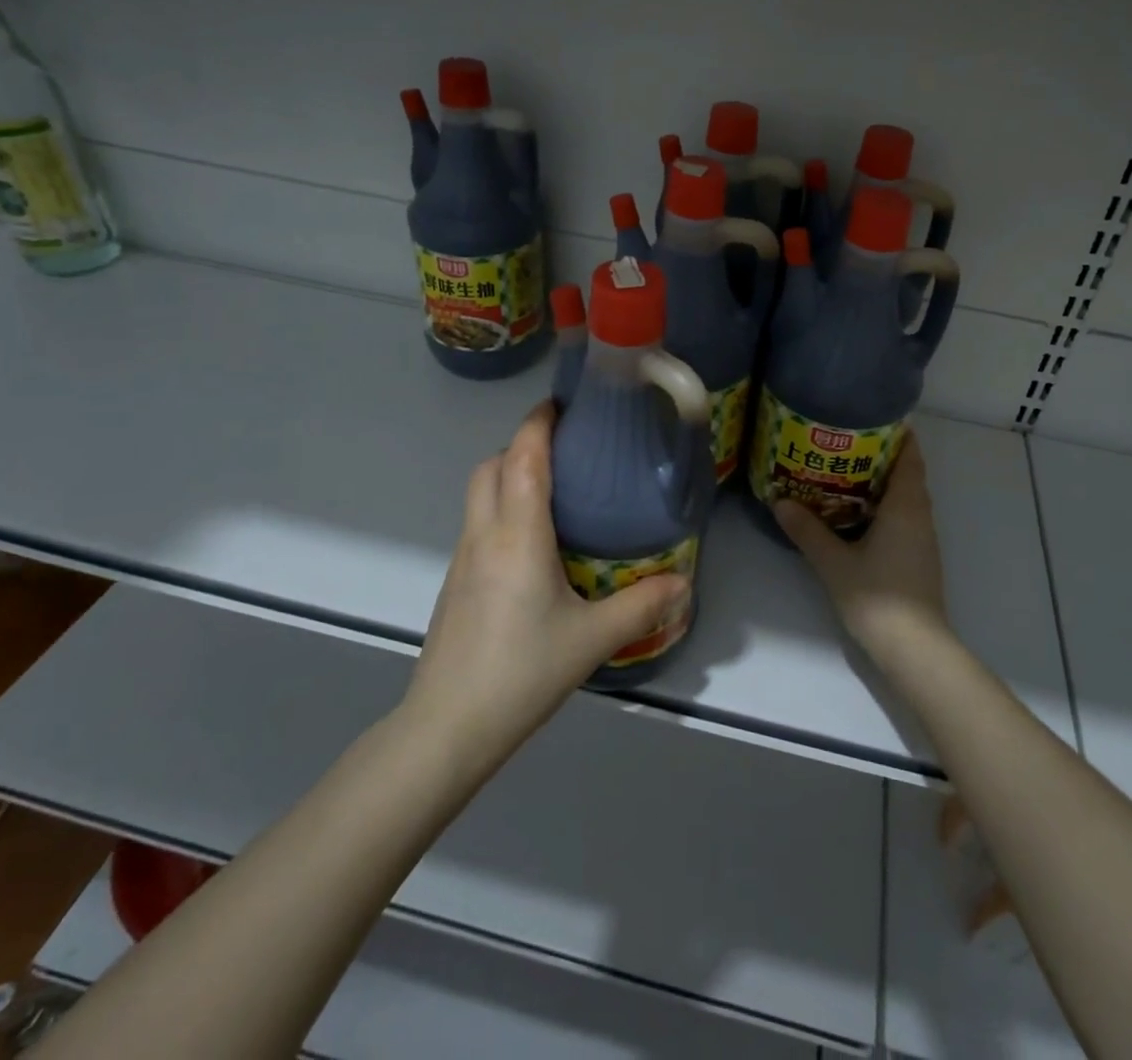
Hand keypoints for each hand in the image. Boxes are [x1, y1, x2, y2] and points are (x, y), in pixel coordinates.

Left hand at [406, 402, 687, 764]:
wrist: (447, 728)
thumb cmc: (521, 673)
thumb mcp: (592, 640)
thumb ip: (641, 606)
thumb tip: (684, 583)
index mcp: (517, 536)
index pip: (522, 457)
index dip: (538, 423)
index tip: (562, 404)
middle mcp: (484, 535)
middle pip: (491, 466)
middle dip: (522, 445)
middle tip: (566, 452)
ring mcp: (462, 559)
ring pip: (479, 494)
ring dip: (508, 475)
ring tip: (554, 491)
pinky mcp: (455, 583)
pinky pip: (477, 524)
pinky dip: (501, 509)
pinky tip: (533, 545)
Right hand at [774, 436, 950, 671]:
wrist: (914, 649)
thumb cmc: (877, 597)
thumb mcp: (834, 561)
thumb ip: (808, 530)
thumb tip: (780, 501)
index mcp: (906, 506)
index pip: (910, 456)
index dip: (896, 433)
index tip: (869, 417)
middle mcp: (920, 516)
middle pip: (905, 473)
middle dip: (879, 455)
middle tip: (841, 441)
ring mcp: (922, 539)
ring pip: (903, 497)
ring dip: (879, 482)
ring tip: (841, 471)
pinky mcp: (917, 558)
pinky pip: (901, 517)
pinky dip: (881, 505)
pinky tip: (853, 512)